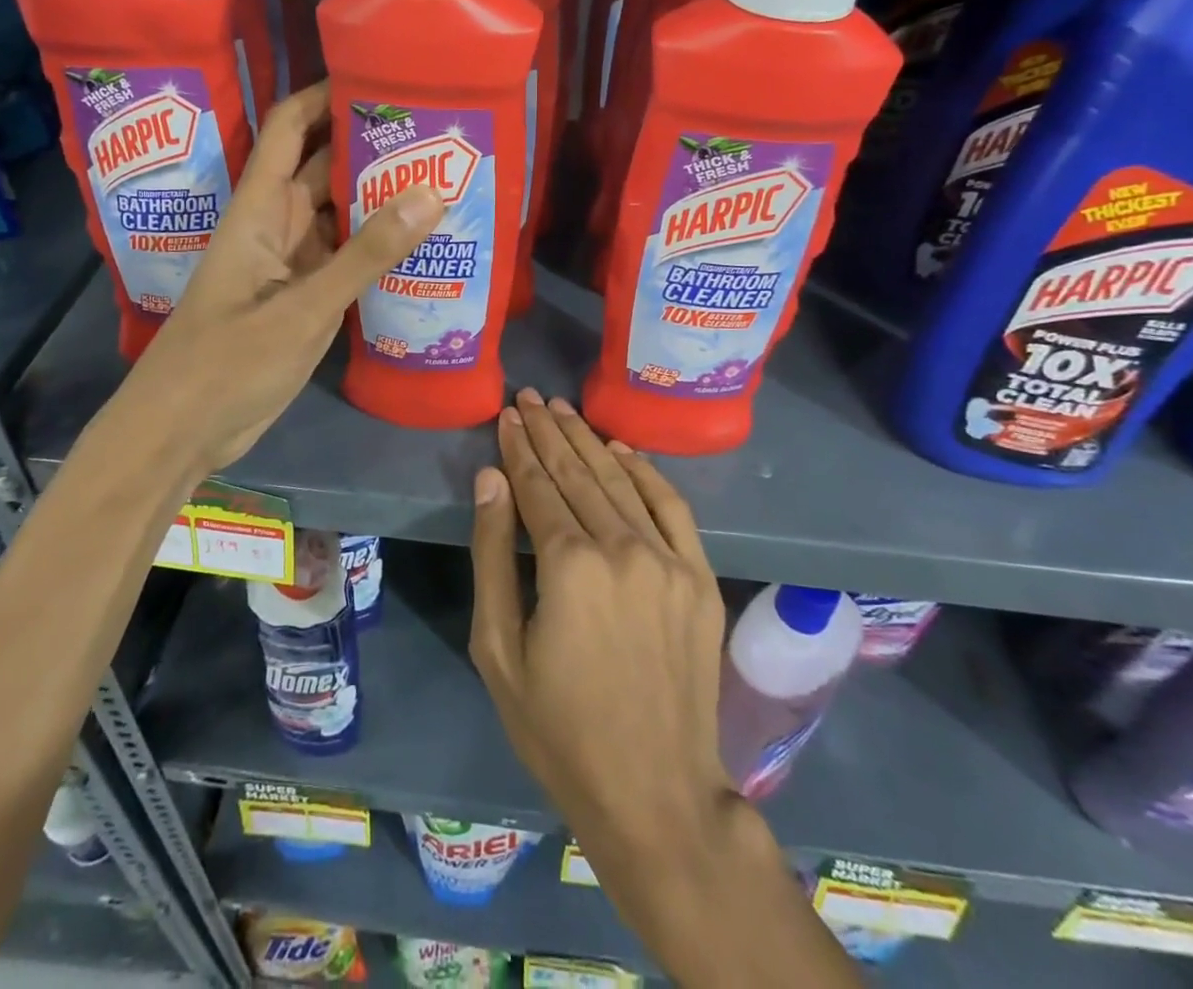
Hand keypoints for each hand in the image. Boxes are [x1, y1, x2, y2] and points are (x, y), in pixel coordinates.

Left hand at [97, 82, 443, 476]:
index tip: (378, 76)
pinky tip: (420, 246)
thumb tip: (430, 193)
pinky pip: (344, 261)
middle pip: (323, 170)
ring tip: (442, 179)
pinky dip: (376, 251)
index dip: (325, 96)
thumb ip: (366, 253)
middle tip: (435, 133)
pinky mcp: (302, 302)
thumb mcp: (303, 307)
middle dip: (370, 148)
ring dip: (379, 200)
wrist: (182, 433)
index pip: (289, 129)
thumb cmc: (227, 362)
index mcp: (258, 210)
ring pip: (338, 217)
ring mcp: (290, 267)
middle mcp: (275, 228)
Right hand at [468, 389, 736, 866]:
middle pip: (578, 472)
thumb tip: (492, 479)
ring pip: (620, 480)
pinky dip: (646, 471)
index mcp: (570, 565)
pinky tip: (622, 448)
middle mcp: (622, 546)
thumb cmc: (559, 729)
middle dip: (549, 431)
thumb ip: (493, 555)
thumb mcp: (499, 648)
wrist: (656, 794)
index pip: (538, 485)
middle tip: (530, 397)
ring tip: (563, 410)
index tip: (506, 416)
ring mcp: (669, 559)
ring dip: (589, 440)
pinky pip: (672, 506)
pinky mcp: (700, 576)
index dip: (519, 448)